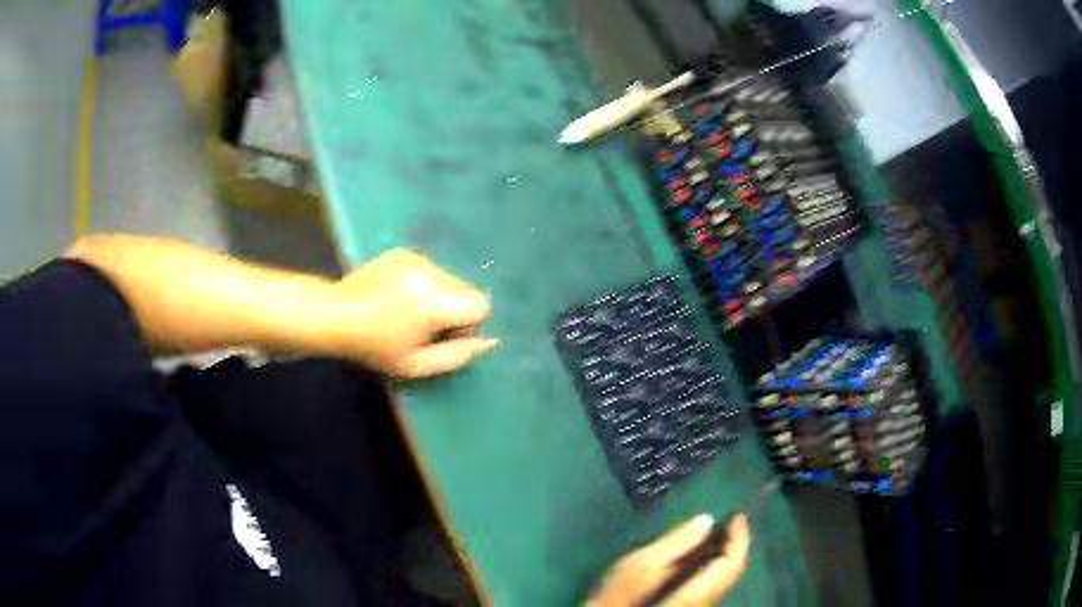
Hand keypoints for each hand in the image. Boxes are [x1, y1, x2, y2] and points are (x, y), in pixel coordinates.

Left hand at [323, 249, 497, 376]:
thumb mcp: (415, 365)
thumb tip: (490, 341)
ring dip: (440, 295)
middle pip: (468, 288)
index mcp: (434, 304)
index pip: (481, 304)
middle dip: (456, 308)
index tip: (444, 334)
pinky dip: (424, 283)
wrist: (335, 314)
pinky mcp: (405, 252)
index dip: (469, 323)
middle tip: (425, 326)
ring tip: (408, 310)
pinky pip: (431, 269)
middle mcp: (431, 273)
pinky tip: (398, 295)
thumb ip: (457, 355)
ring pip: (450, 278)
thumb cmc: (375, 347)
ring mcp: (417, 258)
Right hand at [586, 514, 750, 606]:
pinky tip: (700, 554)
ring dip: (723, 553)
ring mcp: (698, 606)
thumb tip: (707, 520)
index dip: (739, 537)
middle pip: (731, 572)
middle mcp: (705, 603)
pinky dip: (712, 565)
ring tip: (717, 530)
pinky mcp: (688, 606)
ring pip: (722, 578)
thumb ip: (673, 545)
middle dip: (733, 543)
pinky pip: (710, 584)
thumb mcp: (637, 567)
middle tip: (729, 517)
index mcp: (696, 595)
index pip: (732, 565)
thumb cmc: (614, 598)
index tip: (738, 514)